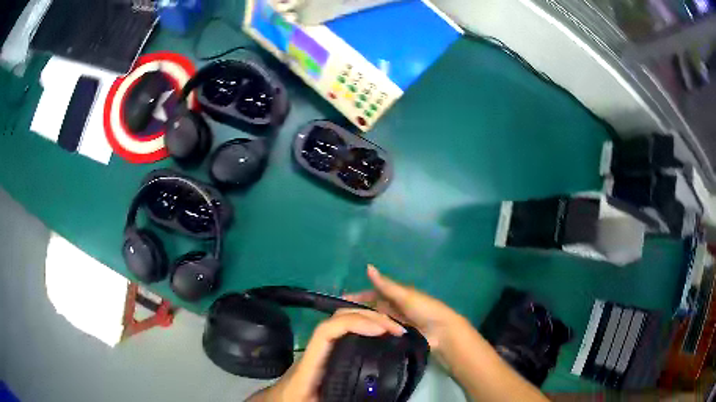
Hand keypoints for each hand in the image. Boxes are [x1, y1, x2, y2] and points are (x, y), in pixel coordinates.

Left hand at [251, 308, 404, 401]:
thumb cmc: (294, 401)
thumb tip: (370, 400)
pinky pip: (343, 333)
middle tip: (396, 329)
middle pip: (337, 319)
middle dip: (368, 317)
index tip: (380, 330)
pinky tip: (377, 335)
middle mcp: (315, 350)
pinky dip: (363, 327)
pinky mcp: (326, 353)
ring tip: (391, 328)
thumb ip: (340, 401)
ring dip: (367, 319)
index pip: (327, 331)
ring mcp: (320, 349)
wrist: (280, 401)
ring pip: (341, 323)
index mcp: (310, 362)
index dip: (353, 323)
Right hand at [343, 265, 465, 355]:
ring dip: (364, 323)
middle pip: (371, 309)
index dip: (356, 297)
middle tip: (338, 320)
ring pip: (374, 321)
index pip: (371, 295)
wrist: (441, 331)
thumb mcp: (404, 295)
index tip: (339, 302)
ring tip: (344, 330)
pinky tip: (358, 339)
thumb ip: (385, 285)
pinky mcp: (396, 336)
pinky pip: (381, 333)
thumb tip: (368, 266)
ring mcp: (394, 323)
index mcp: (395, 296)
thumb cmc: (424, 309)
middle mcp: (393, 308)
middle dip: (357, 312)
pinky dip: (372, 334)